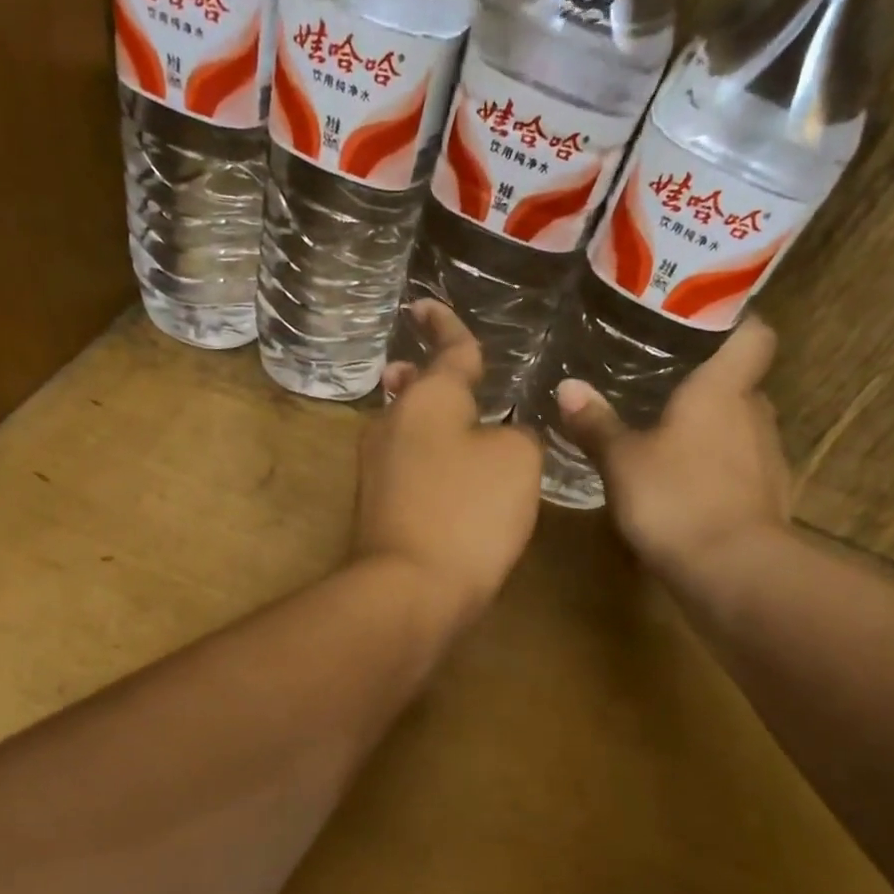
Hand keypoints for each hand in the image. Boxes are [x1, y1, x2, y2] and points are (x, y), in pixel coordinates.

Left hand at [356, 302, 541, 628]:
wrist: (410, 590)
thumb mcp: (517, 462)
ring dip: (425, 417)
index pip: (447, 350)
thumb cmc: (467, 513)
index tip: (425, 304)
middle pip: (415, 390)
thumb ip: (517, 434)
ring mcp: (377, 468)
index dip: (445, 325)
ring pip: (407, 429)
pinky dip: (426, 458)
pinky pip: (407, 466)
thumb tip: (500, 437)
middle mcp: (393, 424)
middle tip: (432, 364)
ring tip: (446, 415)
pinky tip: (443, 471)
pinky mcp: (376, 508)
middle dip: (425, 375)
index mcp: (429, 398)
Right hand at [554, 317, 791, 581]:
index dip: (734, 324)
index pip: (753, 334)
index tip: (702, 328)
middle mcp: (755, 414)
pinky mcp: (769, 498)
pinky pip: (741, 469)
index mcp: (723, 389)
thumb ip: (596, 423)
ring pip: (740, 429)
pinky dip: (718, 472)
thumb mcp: (621, 460)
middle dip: (707, 386)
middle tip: (663, 389)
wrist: (731, 569)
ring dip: (711, 433)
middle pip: (740, 385)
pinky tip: (686, 489)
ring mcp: (768, 458)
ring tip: (669, 442)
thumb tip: (567, 386)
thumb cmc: (675, 497)